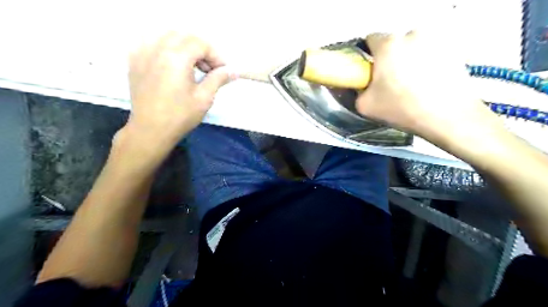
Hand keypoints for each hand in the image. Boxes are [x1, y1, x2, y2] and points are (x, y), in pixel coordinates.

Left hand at [127, 33, 229, 144]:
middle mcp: (157, 49)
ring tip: (192, 65)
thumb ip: (218, 79)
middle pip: (185, 36)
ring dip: (185, 46)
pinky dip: (166, 47)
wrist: (151, 130)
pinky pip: (151, 42)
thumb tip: (234, 71)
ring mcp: (142, 53)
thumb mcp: (204, 98)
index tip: (223, 71)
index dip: (216, 56)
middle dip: (202, 49)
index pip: (201, 44)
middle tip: (209, 68)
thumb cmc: (180, 116)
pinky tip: (172, 62)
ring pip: (167, 35)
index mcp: (176, 58)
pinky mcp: (135, 60)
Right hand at [355, 31, 504, 146]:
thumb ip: (356, 91)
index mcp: (388, 45)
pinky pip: (429, 53)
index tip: (370, 71)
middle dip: (389, 59)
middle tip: (390, 82)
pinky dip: (425, 63)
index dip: (367, 56)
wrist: (447, 116)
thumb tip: (360, 86)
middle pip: (393, 44)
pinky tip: (427, 82)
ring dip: (407, 60)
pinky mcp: (451, 49)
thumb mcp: (365, 106)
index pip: (370, 39)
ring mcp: (434, 40)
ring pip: (411, 48)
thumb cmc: (402, 109)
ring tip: (411, 84)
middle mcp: (411, 35)